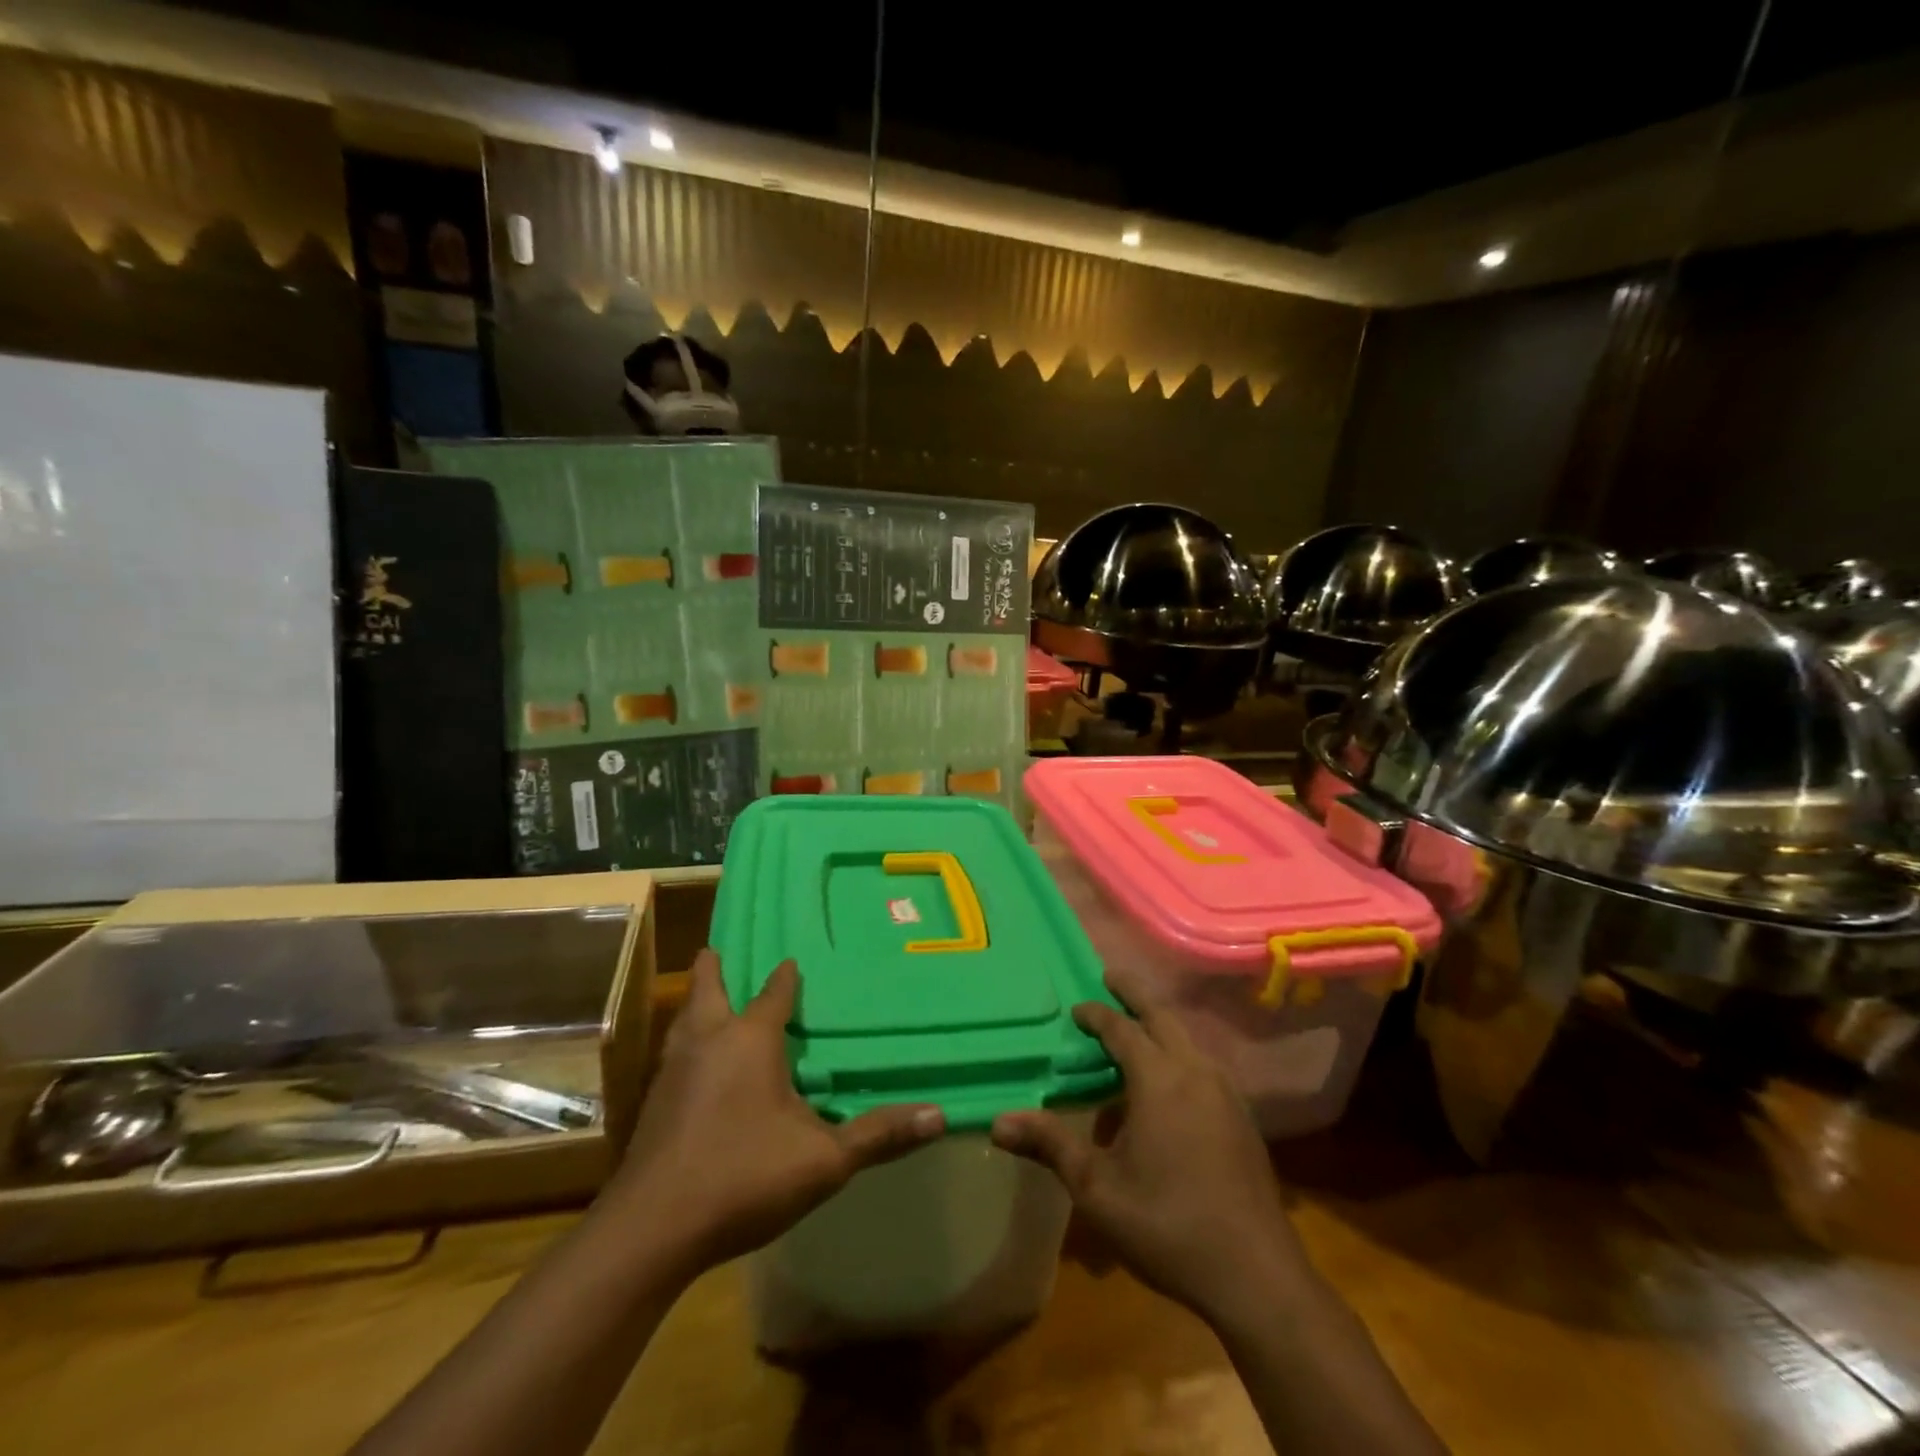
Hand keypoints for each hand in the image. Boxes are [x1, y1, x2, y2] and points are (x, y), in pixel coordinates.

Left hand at [608, 949, 943, 1276]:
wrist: (652, 1229)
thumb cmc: (743, 1176)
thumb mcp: (824, 1160)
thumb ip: (879, 1135)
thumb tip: (939, 1114)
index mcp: (750, 1040)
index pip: (773, 994)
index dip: (785, 977)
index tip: (791, 961)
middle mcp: (708, 1041)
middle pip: (708, 991)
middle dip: (714, 970)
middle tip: (716, 951)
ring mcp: (674, 1071)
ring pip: (683, 1022)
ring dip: (695, 1006)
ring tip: (703, 1001)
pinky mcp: (652, 1104)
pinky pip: (672, 1056)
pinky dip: (684, 1045)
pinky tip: (690, 1068)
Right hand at [991, 964, 1309, 1321]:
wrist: (1256, 1277)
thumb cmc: (1168, 1225)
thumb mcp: (1098, 1188)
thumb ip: (1050, 1145)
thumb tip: (998, 1121)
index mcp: (1159, 1079)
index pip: (1122, 1029)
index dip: (1097, 1014)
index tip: (1077, 1009)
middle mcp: (1195, 1072)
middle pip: (1162, 1017)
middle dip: (1134, 994)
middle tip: (1110, 978)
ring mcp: (1226, 1093)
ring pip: (1187, 1040)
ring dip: (1159, 1026)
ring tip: (1134, 1033)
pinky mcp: (1242, 1118)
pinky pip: (1202, 1067)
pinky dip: (1178, 1055)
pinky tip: (1167, 1088)